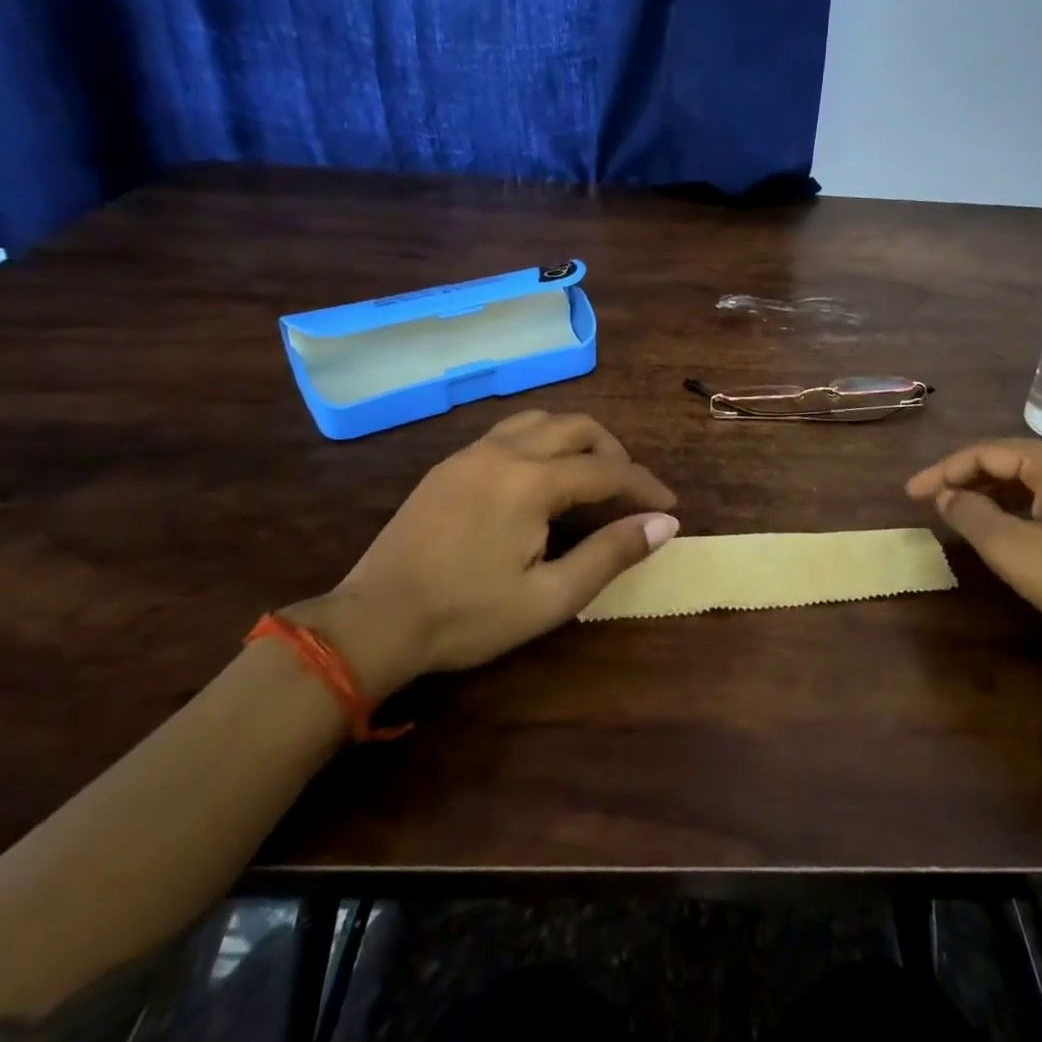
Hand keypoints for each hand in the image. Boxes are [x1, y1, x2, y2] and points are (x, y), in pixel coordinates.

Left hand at [291, 412, 677, 699]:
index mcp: (532, 481)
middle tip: (629, 490)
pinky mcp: (450, 464)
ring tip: (590, 476)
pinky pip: (510, 432)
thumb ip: (609, 554)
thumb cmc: (467, 616)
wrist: (373, 621)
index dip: (644, 485)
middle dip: (614, 452)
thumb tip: (664, 523)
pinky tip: (540, 478)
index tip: (669, 505)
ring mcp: (472, 453)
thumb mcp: (548, 597)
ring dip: (577, 439)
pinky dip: (543, 442)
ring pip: (541, 420)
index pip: (608, 470)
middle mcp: (505, 451)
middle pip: (578, 427)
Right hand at [906, 440, 1041, 682]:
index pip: (987, 452)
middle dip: (969, 480)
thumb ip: (970, 514)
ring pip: (1038, 479)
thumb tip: (947, 496)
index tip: (911, 494)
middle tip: (934, 504)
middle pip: (1014, 460)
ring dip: (997, 494)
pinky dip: (1027, 506)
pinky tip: (1013, 528)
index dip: (944, 470)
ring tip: (965, 516)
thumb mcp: (1013, 550)